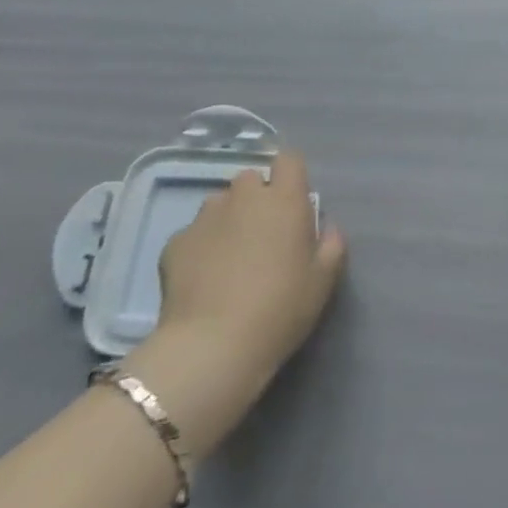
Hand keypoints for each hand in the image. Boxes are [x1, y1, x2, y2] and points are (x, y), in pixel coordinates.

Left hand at [122, 152, 344, 457]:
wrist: (212, 348)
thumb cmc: (280, 310)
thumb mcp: (323, 281)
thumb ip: (332, 244)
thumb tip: (326, 227)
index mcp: (284, 199)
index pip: (289, 159)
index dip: (291, 177)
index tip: (293, 203)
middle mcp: (244, 197)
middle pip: (251, 178)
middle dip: (256, 198)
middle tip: (262, 235)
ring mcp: (206, 217)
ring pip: (220, 203)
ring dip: (228, 219)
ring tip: (228, 257)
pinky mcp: (175, 242)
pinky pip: (193, 233)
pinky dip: (200, 247)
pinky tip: (203, 279)